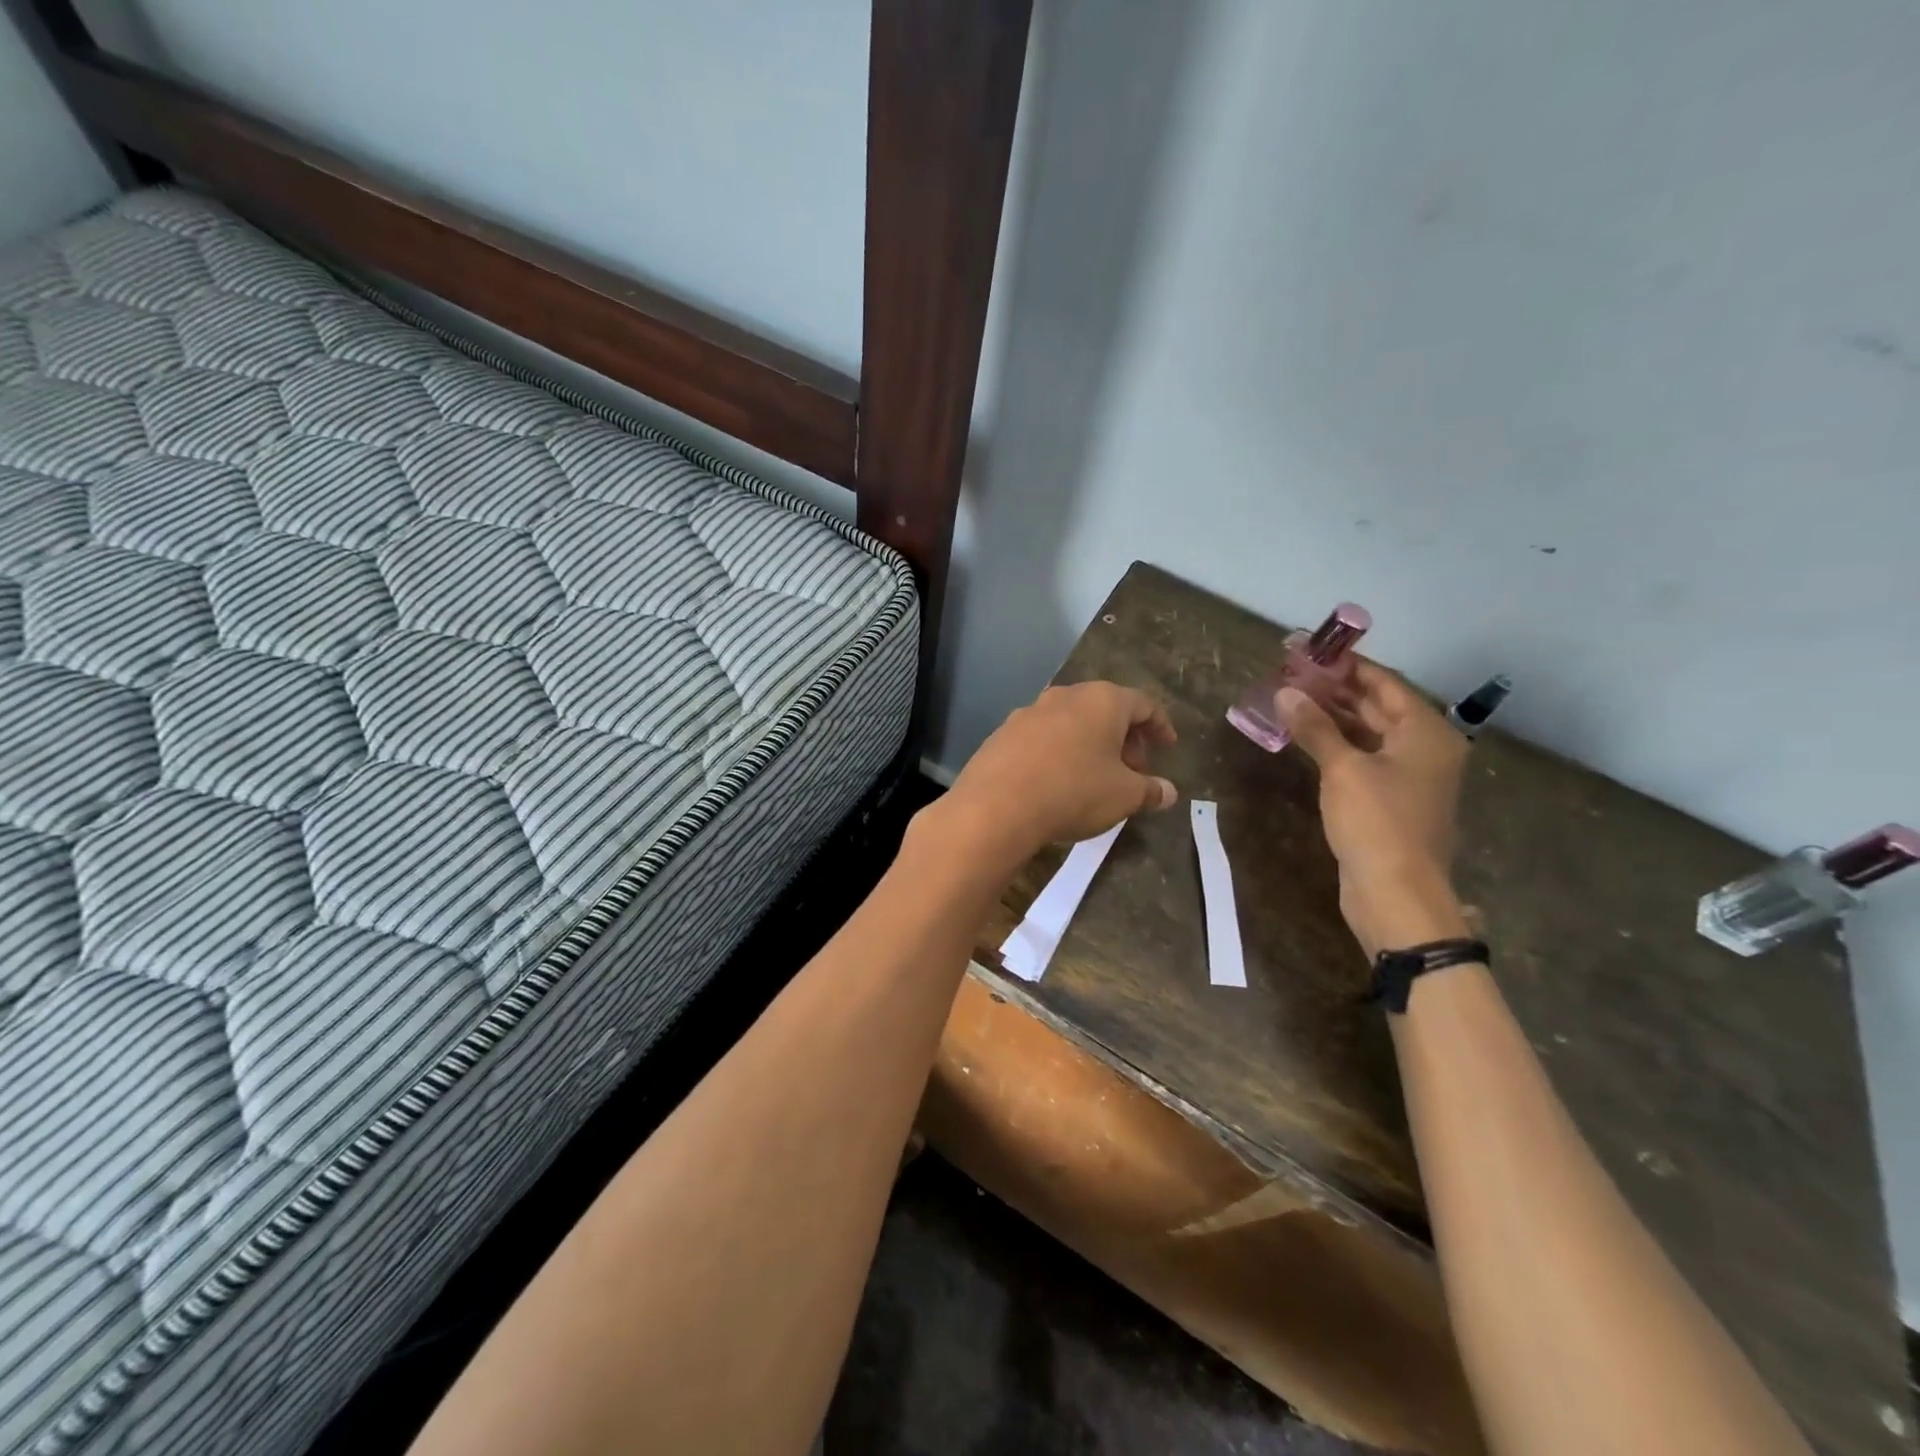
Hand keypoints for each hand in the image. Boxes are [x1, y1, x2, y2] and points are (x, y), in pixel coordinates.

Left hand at [937, 682, 1178, 872]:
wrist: (995, 806)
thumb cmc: (1074, 791)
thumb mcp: (1124, 796)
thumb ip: (1150, 790)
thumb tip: (1168, 792)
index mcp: (1102, 700)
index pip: (1143, 704)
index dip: (1160, 726)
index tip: (1168, 746)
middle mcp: (1065, 696)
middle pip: (1105, 710)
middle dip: (1124, 739)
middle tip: (1133, 772)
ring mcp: (1029, 712)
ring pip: (1071, 722)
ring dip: (1090, 745)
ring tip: (1096, 779)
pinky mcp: (1002, 733)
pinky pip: (1042, 738)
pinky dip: (1058, 753)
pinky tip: (1057, 782)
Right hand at [1277, 661, 1470, 957]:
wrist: (1396, 893)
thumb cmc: (1377, 822)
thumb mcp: (1343, 768)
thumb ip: (1315, 727)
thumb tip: (1286, 692)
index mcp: (1426, 732)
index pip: (1384, 682)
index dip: (1346, 665)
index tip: (1308, 651)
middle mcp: (1424, 748)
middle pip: (1377, 706)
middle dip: (1335, 690)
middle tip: (1291, 675)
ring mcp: (1409, 776)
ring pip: (1368, 733)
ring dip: (1332, 717)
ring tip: (1290, 700)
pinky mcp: (1391, 800)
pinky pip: (1363, 759)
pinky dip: (1336, 745)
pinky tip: (1305, 739)